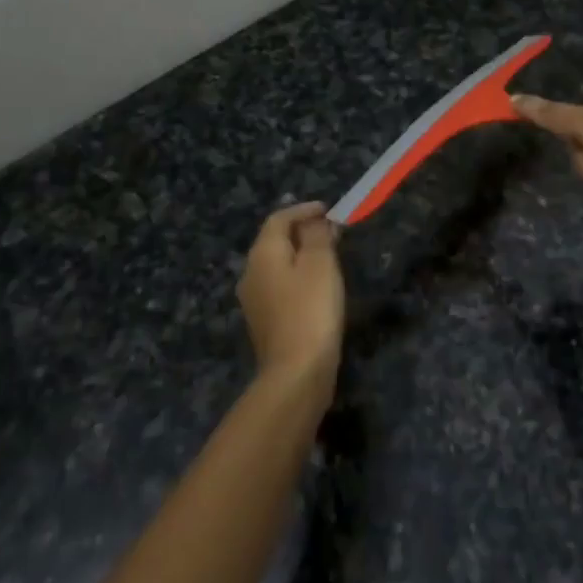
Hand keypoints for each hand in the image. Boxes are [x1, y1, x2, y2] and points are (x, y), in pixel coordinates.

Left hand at [237, 202, 344, 386]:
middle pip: (274, 241)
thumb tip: (316, 221)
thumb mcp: (320, 264)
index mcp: (262, 254)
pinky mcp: (265, 322)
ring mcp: (254, 300)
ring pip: (277, 265)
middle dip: (302, 231)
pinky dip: (298, 276)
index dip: (303, 210)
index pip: (278, 219)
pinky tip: (317, 286)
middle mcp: (250, 273)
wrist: (296, 372)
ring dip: (301, 254)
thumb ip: (317, 236)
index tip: (328, 210)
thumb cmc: (311, 309)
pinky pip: (280, 286)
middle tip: (331, 231)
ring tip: (329, 255)